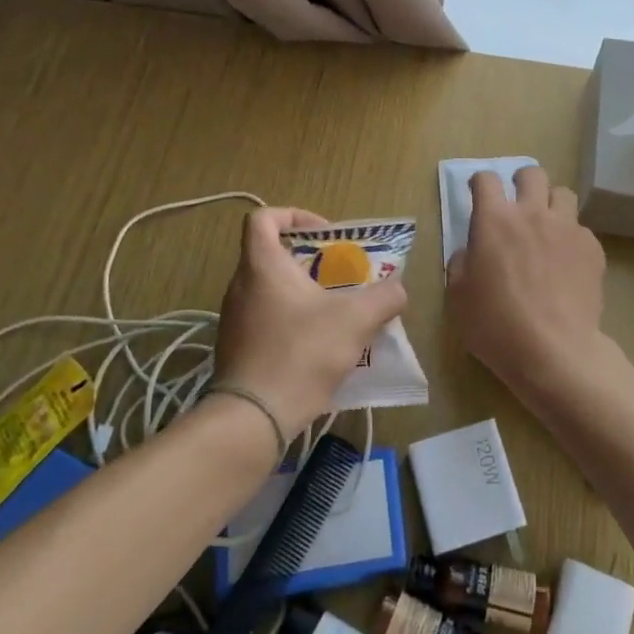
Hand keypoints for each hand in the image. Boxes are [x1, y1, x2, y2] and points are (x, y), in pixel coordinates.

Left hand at [212, 207, 407, 439]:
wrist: (254, 418)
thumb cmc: (302, 353)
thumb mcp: (355, 320)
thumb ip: (384, 298)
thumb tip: (398, 289)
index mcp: (262, 265)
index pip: (263, 217)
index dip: (294, 215)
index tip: (323, 234)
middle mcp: (240, 285)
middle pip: (271, 254)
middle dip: (309, 261)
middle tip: (340, 277)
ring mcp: (234, 318)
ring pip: (270, 290)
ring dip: (302, 293)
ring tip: (335, 313)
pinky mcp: (235, 348)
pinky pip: (265, 319)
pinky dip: (290, 321)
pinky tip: (317, 346)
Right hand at [446, 165, 607, 400]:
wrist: (554, 352)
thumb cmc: (496, 326)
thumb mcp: (458, 297)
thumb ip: (461, 263)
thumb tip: (471, 251)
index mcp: (494, 220)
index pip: (486, 179)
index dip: (479, 182)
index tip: (479, 193)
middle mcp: (532, 213)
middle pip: (532, 174)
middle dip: (522, 181)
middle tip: (518, 203)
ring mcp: (567, 228)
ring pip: (563, 193)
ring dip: (551, 204)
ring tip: (547, 227)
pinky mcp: (592, 248)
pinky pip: (581, 229)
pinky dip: (571, 238)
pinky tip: (567, 263)